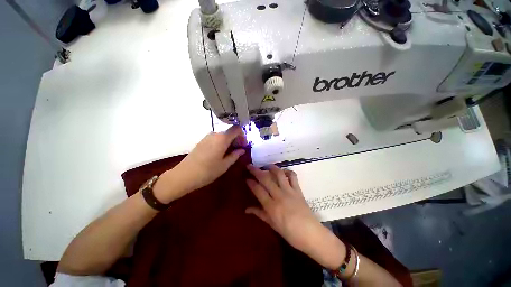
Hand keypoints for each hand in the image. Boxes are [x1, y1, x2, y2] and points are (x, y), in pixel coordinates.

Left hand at [154, 126, 246, 202]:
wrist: (184, 175)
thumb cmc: (208, 171)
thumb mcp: (225, 164)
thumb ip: (235, 155)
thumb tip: (242, 150)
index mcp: (222, 138)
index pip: (237, 129)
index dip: (242, 136)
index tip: (243, 146)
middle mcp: (215, 134)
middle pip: (230, 132)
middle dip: (236, 140)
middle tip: (238, 151)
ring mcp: (207, 137)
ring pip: (223, 135)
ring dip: (229, 142)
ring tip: (230, 153)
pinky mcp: (202, 141)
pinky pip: (216, 138)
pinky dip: (222, 143)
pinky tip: (220, 153)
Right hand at [246, 164, 345, 269]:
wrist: (311, 234)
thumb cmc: (290, 233)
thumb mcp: (272, 224)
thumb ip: (260, 214)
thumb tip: (246, 209)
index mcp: (271, 206)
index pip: (258, 190)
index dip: (251, 182)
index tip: (246, 178)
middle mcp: (279, 195)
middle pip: (265, 179)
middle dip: (256, 171)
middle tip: (250, 166)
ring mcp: (289, 191)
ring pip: (279, 174)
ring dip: (271, 167)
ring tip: (266, 166)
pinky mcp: (298, 189)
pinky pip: (293, 176)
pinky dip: (288, 171)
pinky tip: (283, 171)